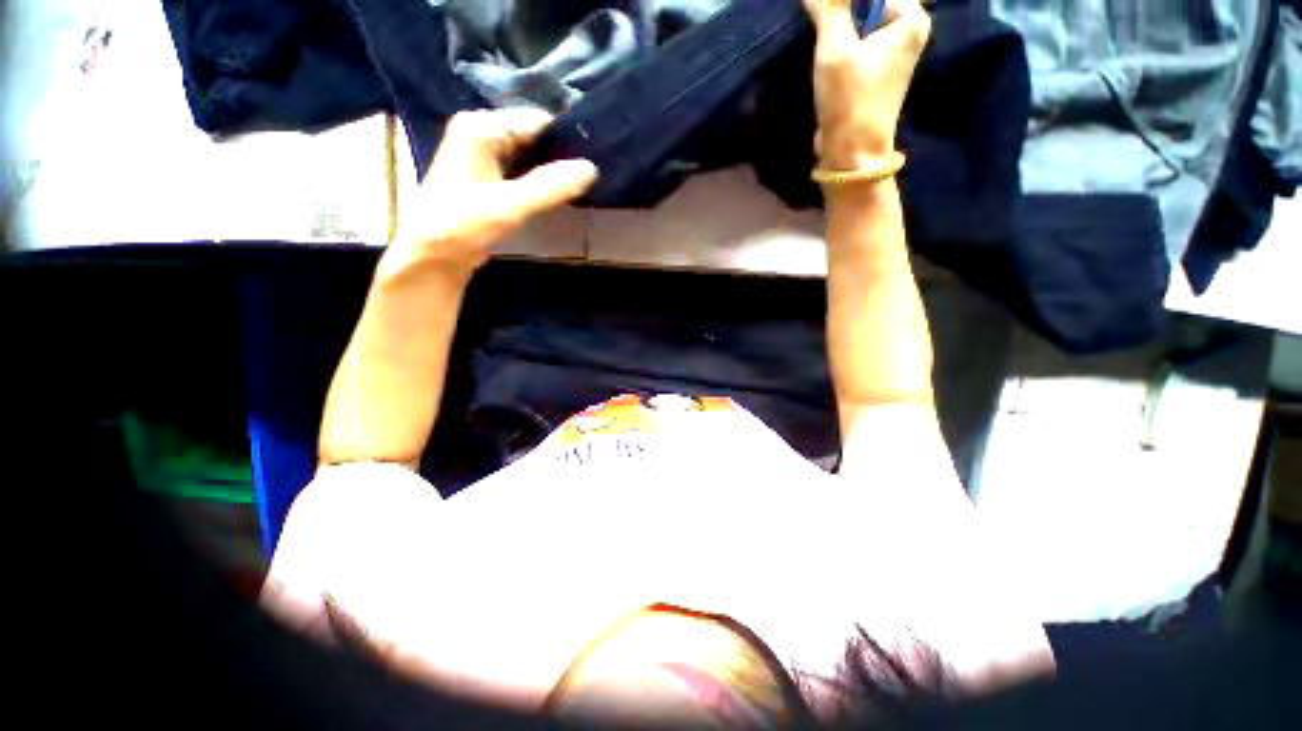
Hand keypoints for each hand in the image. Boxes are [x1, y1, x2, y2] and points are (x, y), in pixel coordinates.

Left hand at [383, 109, 598, 283]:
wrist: (432, 255)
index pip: (538, 121)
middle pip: (535, 137)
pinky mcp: (491, 179)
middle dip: (562, 156)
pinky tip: (561, 196)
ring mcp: (486, 157)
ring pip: (532, 157)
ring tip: (583, 187)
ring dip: (553, 172)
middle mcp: (483, 133)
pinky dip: (542, 183)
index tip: (594, 160)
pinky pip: (525, 172)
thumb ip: (551, 187)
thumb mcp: (510, 206)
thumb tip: (592, 168)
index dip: (567, 139)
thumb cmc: (463, 225)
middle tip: (591, 179)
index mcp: (482, 128)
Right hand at [804, 0, 930, 169]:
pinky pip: (856, 42)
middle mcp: (906, 31)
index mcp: (909, 19)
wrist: (851, 155)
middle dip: (841, 9)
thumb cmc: (850, 100)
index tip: (823, 8)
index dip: (845, 0)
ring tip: (819, 29)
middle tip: (818, 15)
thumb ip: (830, 7)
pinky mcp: (874, 72)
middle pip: (868, 4)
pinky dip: (839, 40)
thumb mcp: (835, 49)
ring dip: (837, 24)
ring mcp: (890, 53)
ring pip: (859, 22)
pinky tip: (825, 46)